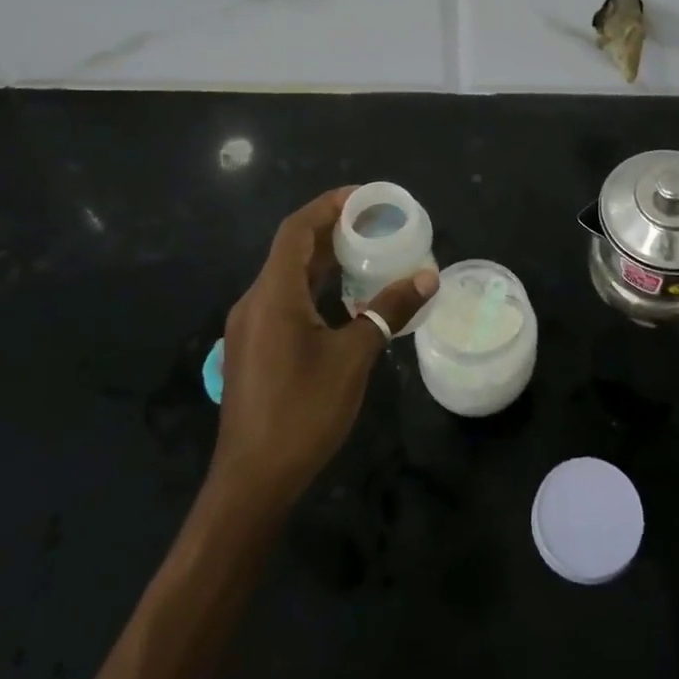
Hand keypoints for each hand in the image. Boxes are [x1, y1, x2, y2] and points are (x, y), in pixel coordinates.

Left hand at [211, 187, 437, 510]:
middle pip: (292, 250)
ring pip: (289, 277)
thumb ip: (389, 310)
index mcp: (273, 295)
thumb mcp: (354, 357)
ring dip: (325, 262)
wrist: (253, 481)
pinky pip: (286, 302)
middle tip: (376, 224)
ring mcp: (251, 327)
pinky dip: (316, 289)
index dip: (328, 206)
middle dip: (332, 231)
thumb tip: (428, 277)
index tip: (364, 197)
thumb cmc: (303, 412)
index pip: (296, 230)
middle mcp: (255, 302)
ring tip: (368, 253)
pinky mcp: (255, 349)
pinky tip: (346, 301)